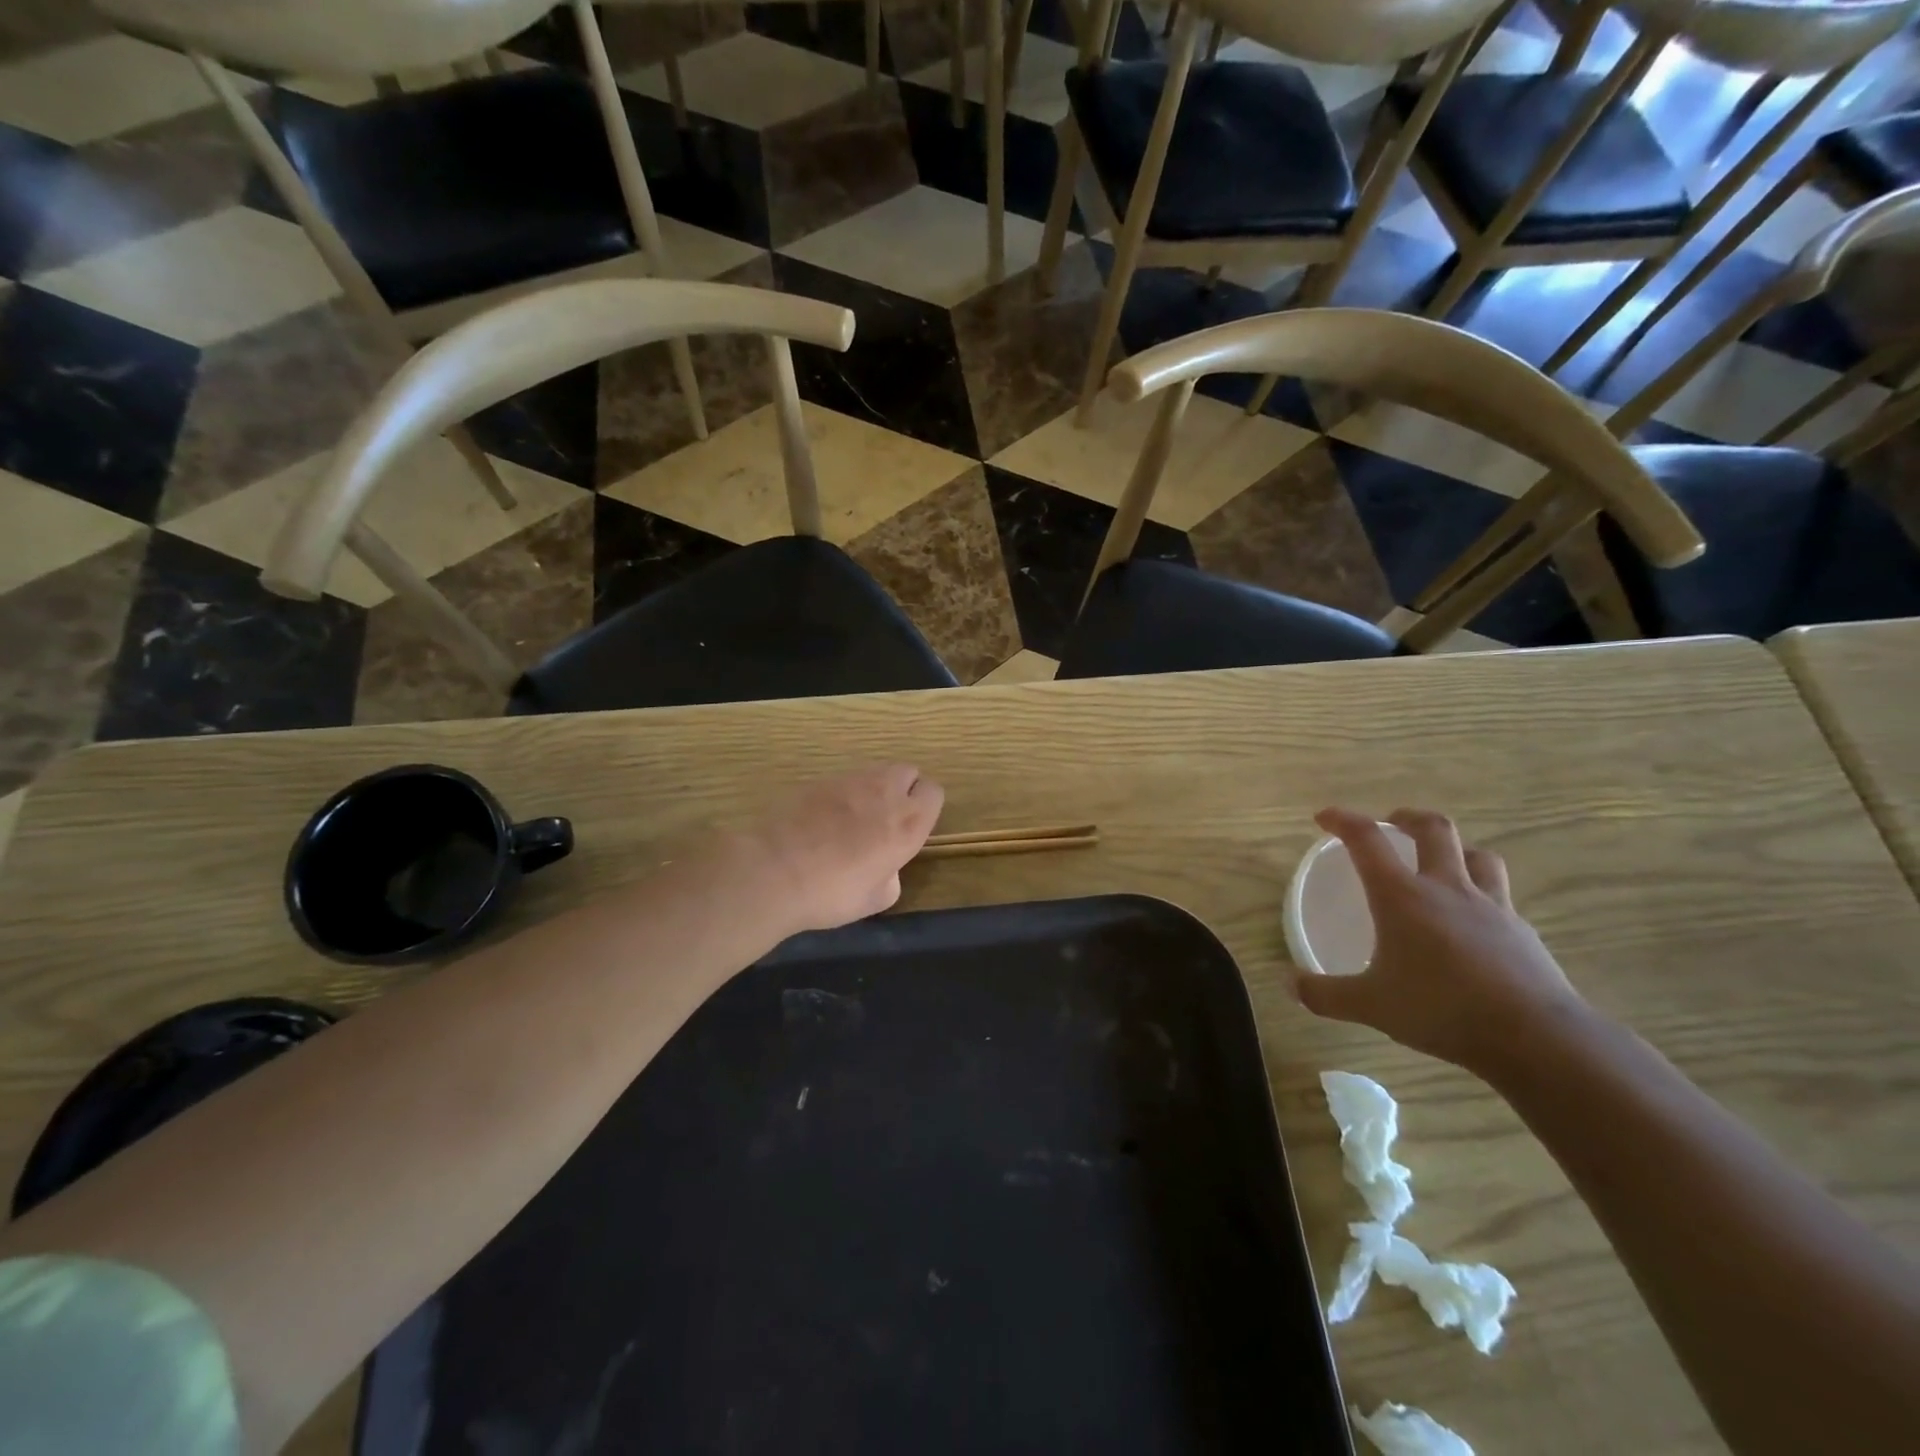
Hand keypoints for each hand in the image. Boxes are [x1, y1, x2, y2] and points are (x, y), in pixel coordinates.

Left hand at [736, 764, 944, 934]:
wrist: (775, 871)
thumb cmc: (832, 893)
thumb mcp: (876, 900)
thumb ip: (891, 876)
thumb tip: (886, 868)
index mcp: (908, 823)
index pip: (934, 792)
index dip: (925, 807)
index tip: (911, 827)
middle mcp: (885, 793)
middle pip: (908, 772)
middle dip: (903, 789)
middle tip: (885, 818)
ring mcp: (850, 781)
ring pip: (875, 772)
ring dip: (873, 789)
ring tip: (853, 818)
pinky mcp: (819, 779)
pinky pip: (842, 780)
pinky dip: (841, 794)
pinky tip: (823, 818)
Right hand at [1290, 807, 1588, 1075]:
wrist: (1536, 1037)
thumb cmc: (1441, 1009)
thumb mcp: (1370, 1005)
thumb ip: (1326, 994)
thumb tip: (1290, 985)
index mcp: (1402, 896)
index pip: (1367, 839)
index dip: (1342, 820)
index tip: (1324, 818)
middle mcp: (1446, 888)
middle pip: (1434, 829)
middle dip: (1408, 817)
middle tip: (1392, 822)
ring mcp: (1491, 906)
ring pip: (1478, 856)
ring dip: (1456, 850)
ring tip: (1442, 863)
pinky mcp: (1522, 932)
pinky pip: (1502, 897)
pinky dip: (1484, 896)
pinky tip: (1475, 922)